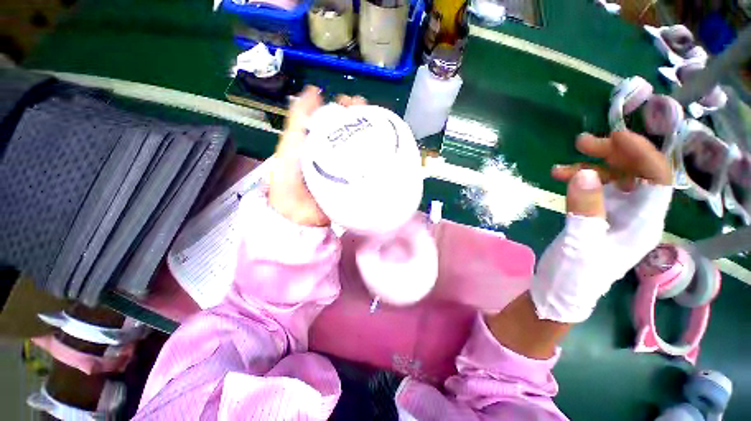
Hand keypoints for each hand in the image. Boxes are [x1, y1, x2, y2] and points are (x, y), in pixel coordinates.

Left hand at [269, 86, 366, 226]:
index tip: (354, 103)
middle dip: (361, 120)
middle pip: (350, 132)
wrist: (298, 213)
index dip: (345, 108)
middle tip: (368, 114)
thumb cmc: (289, 177)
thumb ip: (300, 118)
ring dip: (369, 137)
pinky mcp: (352, 181)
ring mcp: (345, 167)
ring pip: (360, 148)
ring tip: (378, 128)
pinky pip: (365, 168)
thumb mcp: (291, 143)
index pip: (336, 119)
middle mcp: (333, 152)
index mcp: (319, 141)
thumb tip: (314, 90)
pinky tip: (383, 153)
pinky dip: (374, 160)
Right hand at [531, 130, 673, 322]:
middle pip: (635, 174)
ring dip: (590, 166)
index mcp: (644, 223)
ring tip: (563, 164)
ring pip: (612, 179)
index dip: (642, 153)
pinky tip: (559, 178)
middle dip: (612, 154)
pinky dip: (577, 180)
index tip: (616, 136)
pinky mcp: (596, 216)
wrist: (560, 292)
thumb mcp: (580, 244)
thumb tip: (584, 173)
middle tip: (582, 143)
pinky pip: (592, 189)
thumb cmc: (576, 275)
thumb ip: (584, 208)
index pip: (657, 179)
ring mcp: (615, 215)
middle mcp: (636, 215)